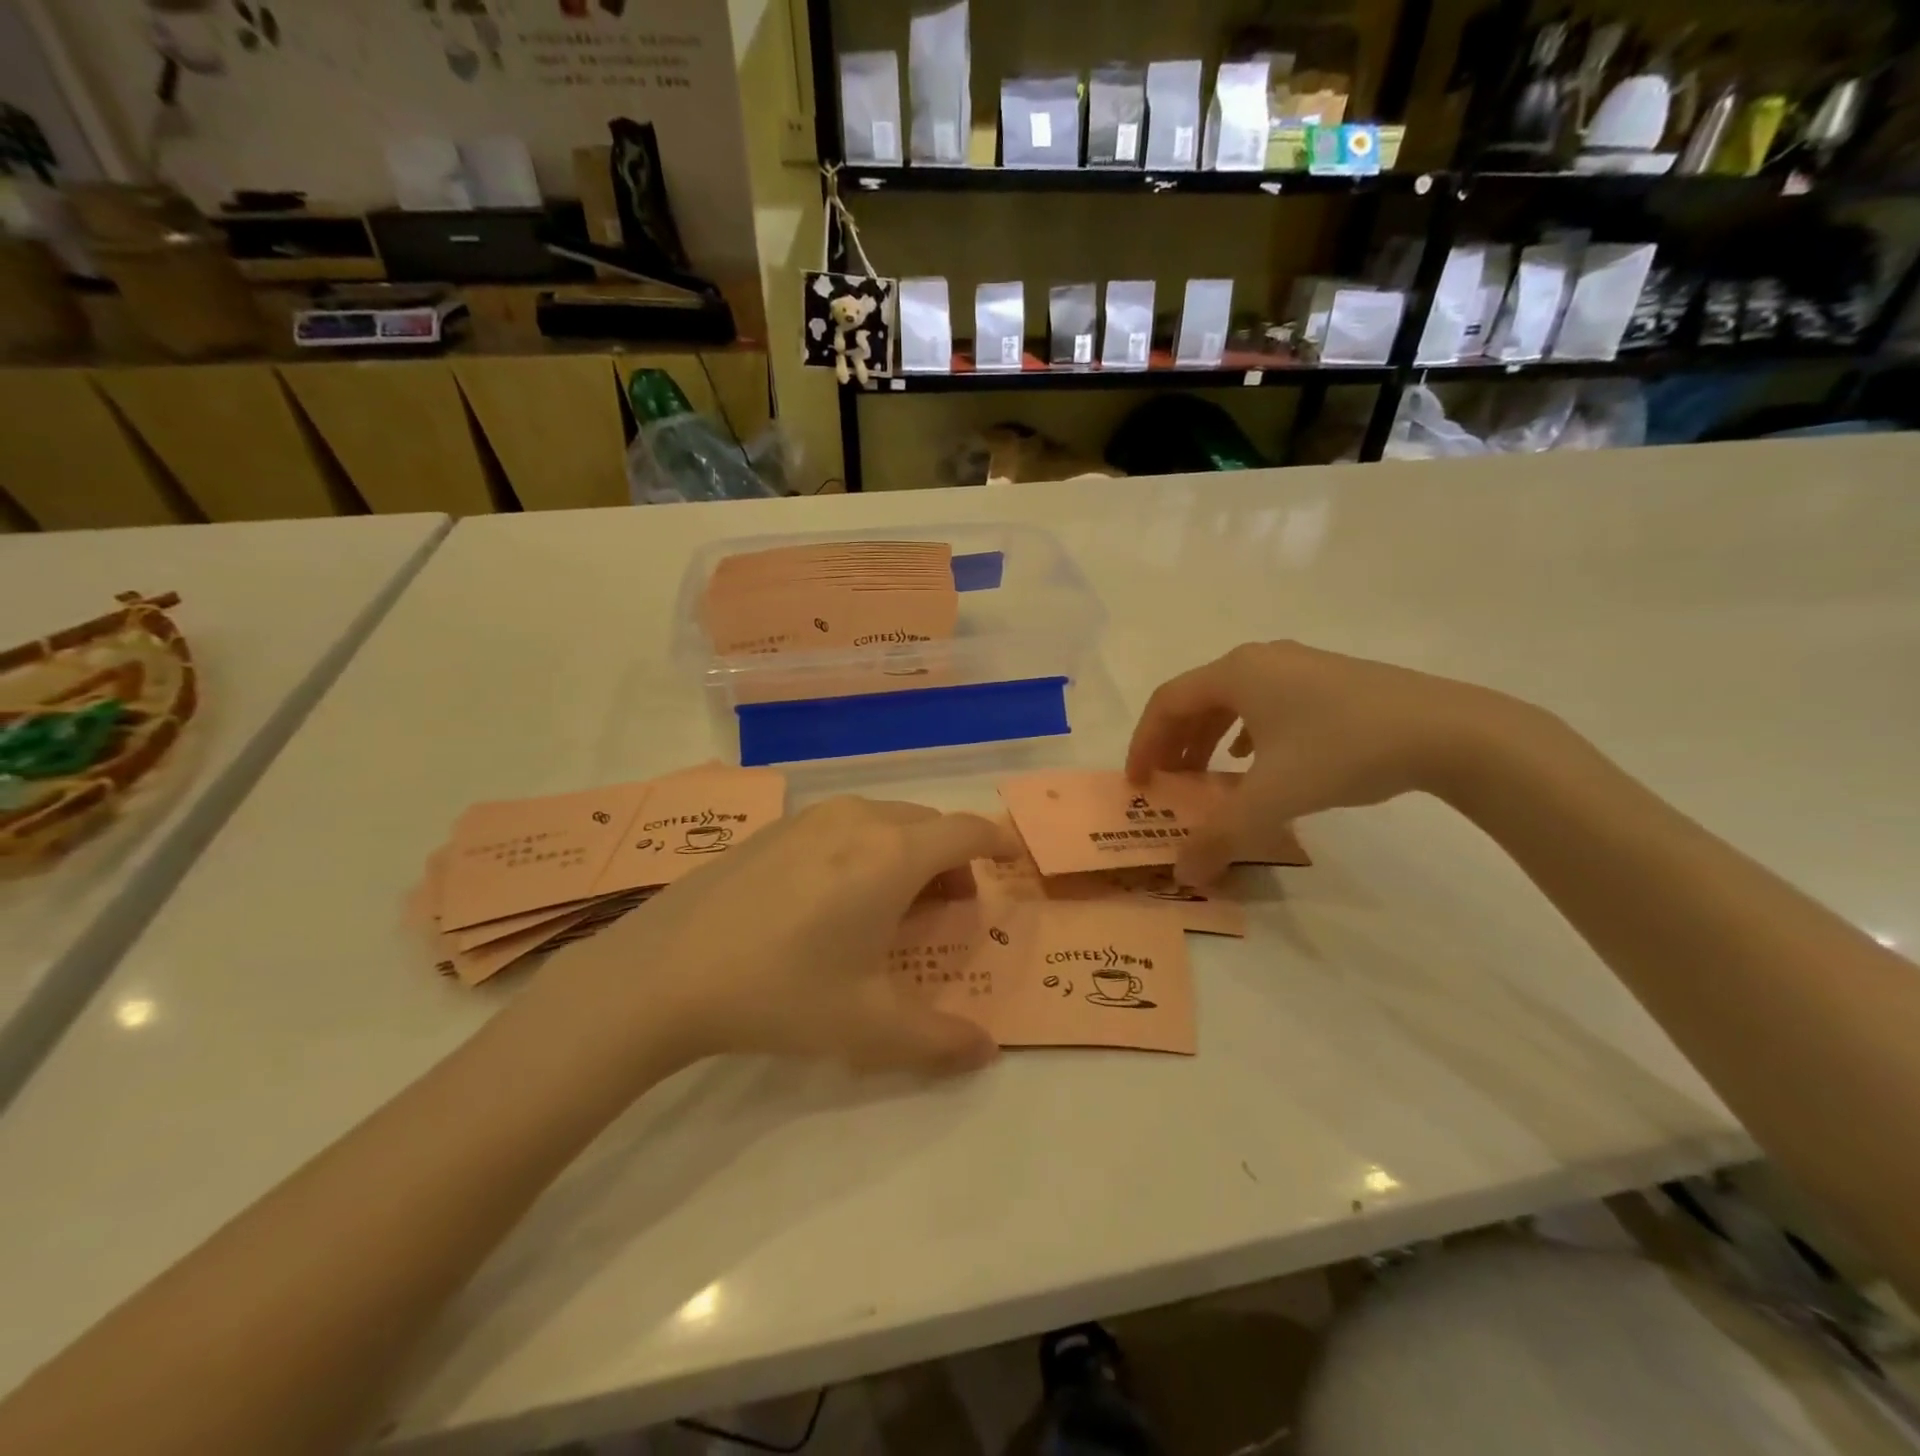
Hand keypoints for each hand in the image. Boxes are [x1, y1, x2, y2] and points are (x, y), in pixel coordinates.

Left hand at [552, 798, 1021, 1075]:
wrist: (666, 969)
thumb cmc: (782, 990)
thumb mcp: (869, 1027)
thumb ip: (940, 1040)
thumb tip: (987, 1052)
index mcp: (894, 854)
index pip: (967, 832)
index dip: (996, 843)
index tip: (1010, 861)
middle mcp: (860, 819)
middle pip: (929, 824)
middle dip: (952, 860)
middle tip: (947, 909)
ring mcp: (812, 816)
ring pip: (886, 820)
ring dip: (908, 852)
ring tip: (891, 905)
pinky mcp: (775, 827)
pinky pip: (844, 825)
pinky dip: (866, 847)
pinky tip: (833, 897)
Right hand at [1126, 641, 1523, 882]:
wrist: (1450, 731)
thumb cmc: (1343, 751)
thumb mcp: (1273, 799)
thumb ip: (1220, 837)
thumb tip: (1183, 874)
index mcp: (1236, 673)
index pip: (1167, 703)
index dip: (1143, 742)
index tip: (1138, 782)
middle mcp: (1261, 660)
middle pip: (1197, 698)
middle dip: (1175, 743)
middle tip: (1168, 782)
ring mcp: (1300, 666)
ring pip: (1233, 700)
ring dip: (1208, 738)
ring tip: (1206, 776)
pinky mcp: (1331, 680)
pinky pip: (1267, 702)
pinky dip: (1246, 732)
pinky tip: (1256, 759)